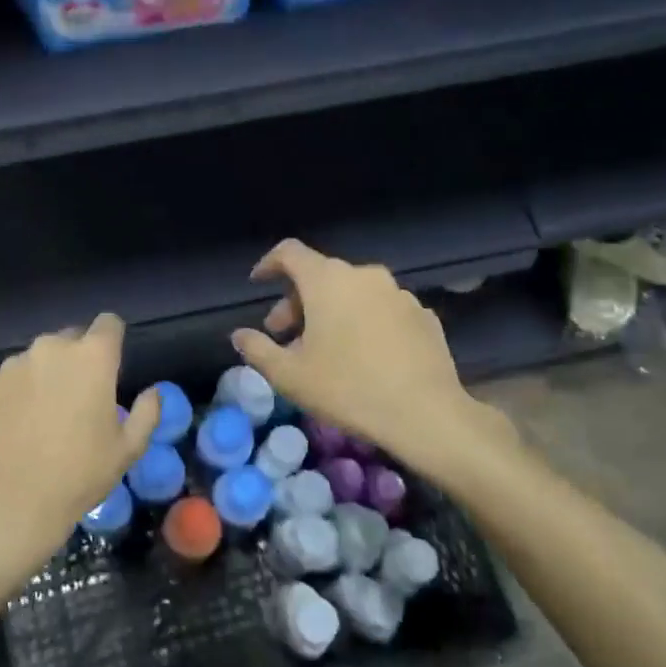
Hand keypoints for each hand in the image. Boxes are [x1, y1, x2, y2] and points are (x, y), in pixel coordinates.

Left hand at [0, 314, 159, 589]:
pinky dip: (23, 389)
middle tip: (81, 396)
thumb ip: (147, 413)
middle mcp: (53, 348)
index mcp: (93, 357)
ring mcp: (17, 364)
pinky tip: (22, 422)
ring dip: (49, 373)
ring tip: (48, 412)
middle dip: (80, 358)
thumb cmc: (80, 474)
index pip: (109, 323)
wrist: (12, 501)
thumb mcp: (128, 449)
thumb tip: (153, 391)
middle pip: (73, 337)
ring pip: (41, 357)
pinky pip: (15, 375)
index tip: (112, 364)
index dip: (113, 340)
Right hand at [231, 240, 513, 464]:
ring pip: (353, 294)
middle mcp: (364, 275)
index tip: (258, 284)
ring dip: (332, 313)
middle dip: (297, 302)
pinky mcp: (423, 315)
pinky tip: (365, 357)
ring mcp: (399, 293)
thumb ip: (257, 349)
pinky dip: (365, 323)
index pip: (289, 252)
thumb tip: (239, 335)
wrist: (426, 414)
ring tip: (325, 351)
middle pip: (321, 276)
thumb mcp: (289, 376)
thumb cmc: (347, 389)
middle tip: (285, 337)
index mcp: (327, 280)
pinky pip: (382, 310)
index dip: (268, 264)